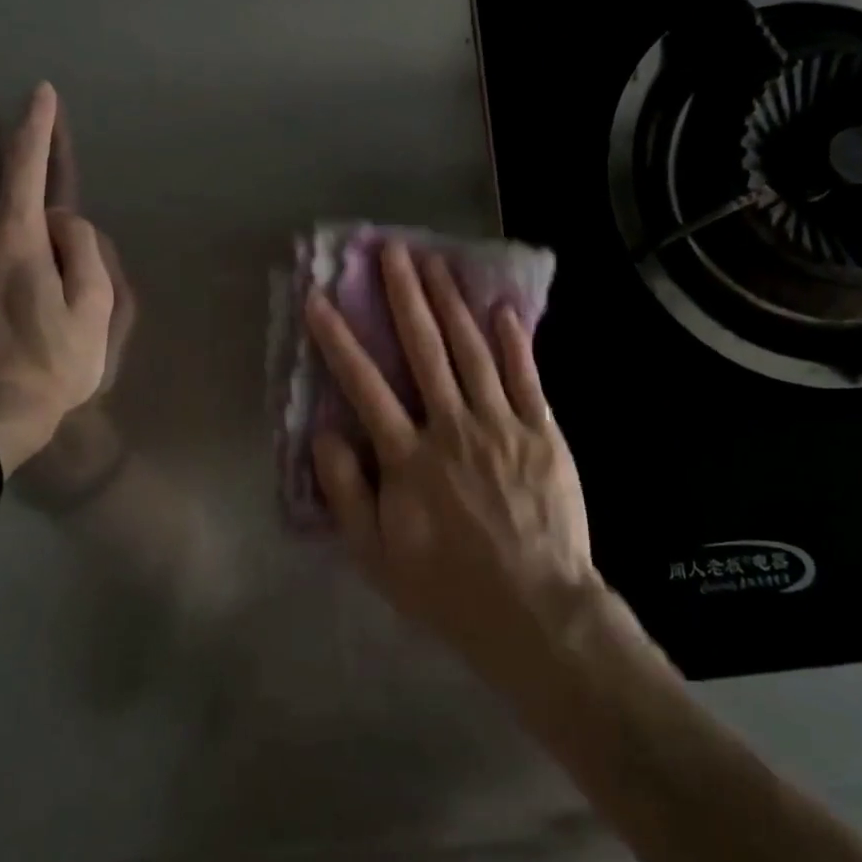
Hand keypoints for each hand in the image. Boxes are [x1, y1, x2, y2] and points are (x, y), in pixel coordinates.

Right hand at [304, 240, 600, 685]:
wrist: (534, 610)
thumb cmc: (446, 587)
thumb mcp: (374, 554)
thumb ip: (345, 490)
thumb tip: (324, 431)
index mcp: (408, 457)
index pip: (365, 386)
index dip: (339, 340)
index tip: (320, 299)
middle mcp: (452, 427)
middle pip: (424, 349)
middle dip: (404, 296)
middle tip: (391, 251)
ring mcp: (501, 424)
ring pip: (471, 351)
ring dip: (451, 303)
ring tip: (436, 262)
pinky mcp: (542, 432)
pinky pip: (524, 377)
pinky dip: (512, 340)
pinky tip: (500, 308)